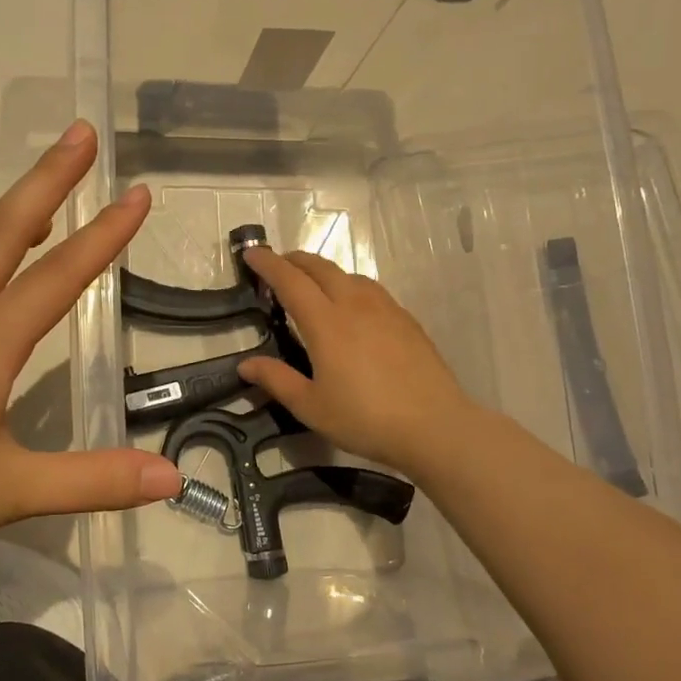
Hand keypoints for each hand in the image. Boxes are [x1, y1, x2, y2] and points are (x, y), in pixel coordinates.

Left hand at [0, 121, 181, 583]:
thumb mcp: (8, 492)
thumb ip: (94, 479)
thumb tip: (171, 478)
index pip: (58, 277)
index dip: (104, 235)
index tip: (137, 193)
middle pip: (2, 232)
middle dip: (47, 179)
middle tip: (79, 135)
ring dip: (5, 216)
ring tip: (38, 202)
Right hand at [238, 248, 476, 478]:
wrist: (434, 426)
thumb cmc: (365, 419)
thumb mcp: (311, 406)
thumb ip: (277, 380)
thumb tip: (245, 364)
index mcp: (325, 323)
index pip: (290, 281)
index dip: (268, 264)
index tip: (251, 254)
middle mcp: (354, 305)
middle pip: (320, 268)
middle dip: (294, 260)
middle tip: (277, 266)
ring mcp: (385, 309)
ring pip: (348, 274)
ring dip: (323, 271)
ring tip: (312, 284)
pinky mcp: (406, 320)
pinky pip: (370, 289)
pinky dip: (349, 285)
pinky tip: (352, 306)